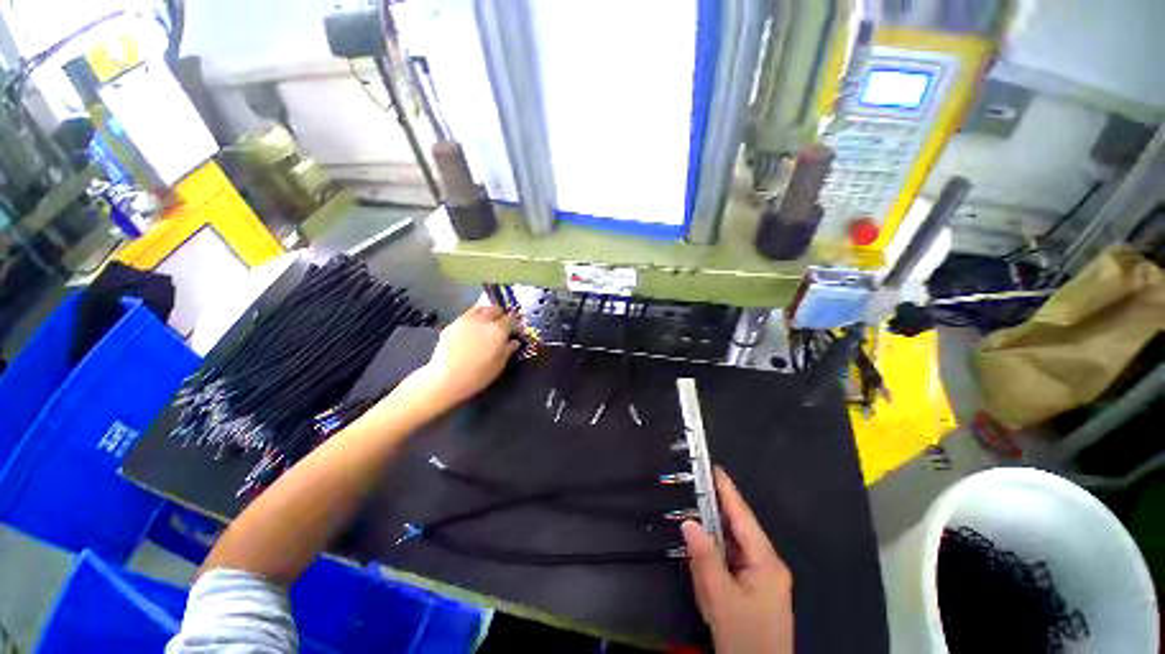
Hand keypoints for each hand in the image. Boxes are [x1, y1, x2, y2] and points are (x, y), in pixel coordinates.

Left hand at [413, 305, 518, 407]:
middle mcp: (484, 320)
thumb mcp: (499, 364)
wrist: (447, 378)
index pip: (511, 319)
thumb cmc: (478, 374)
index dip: (515, 324)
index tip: (515, 330)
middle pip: (495, 309)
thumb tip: (515, 341)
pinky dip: (472, 318)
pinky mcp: (452, 324)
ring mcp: (466, 320)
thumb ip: (508, 350)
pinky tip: (471, 329)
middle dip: (501, 315)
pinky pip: (466, 315)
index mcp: (498, 330)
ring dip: (486, 312)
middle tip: (501, 324)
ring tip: (486, 322)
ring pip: (480, 308)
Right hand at [682, 467, 793, 653]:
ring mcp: (763, 578)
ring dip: (713, 549)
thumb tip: (689, 523)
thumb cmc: (744, 636)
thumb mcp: (720, 598)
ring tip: (700, 548)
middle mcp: (767, 564)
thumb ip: (704, 558)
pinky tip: (706, 574)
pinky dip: (717, 565)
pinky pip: (732, 565)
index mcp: (766, 561)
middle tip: (694, 501)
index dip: (728, 491)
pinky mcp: (755, 589)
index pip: (743, 517)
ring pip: (732, 550)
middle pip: (737, 531)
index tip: (714, 468)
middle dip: (715, 521)